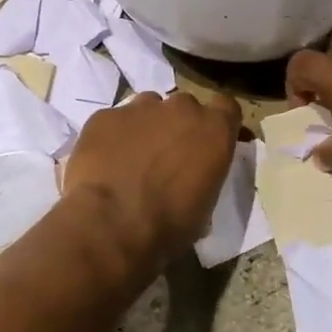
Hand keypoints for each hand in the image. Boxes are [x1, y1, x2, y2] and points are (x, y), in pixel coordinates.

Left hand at [61, 90, 241, 262]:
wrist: (111, 224)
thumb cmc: (168, 225)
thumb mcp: (204, 209)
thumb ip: (204, 178)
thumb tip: (195, 180)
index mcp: (213, 130)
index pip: (227, 108)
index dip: (219, 122)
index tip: (212, 141)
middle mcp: (180, 109)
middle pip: (185, 106)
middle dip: (179, 125)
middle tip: (169, 156)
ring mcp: (139, 108)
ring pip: (148, 107)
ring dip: (147, 126)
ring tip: (133, 158)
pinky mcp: (105, 116)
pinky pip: (113, 121)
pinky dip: (113, 136)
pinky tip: (105, 162)